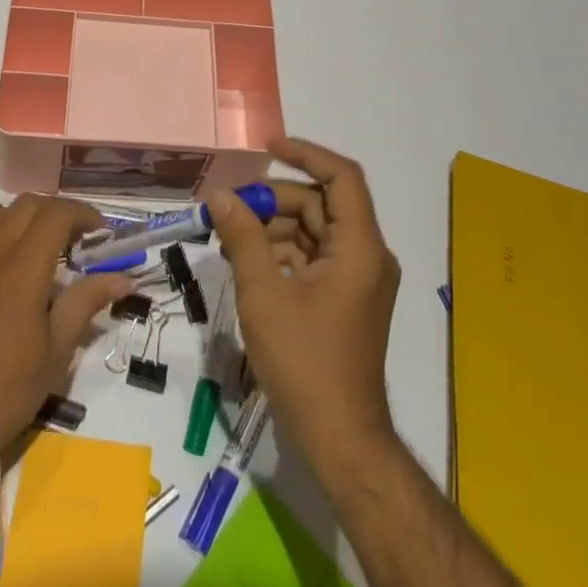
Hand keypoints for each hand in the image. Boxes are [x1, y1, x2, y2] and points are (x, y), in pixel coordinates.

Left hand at [0, 196, 127, 474]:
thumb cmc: (7, 393)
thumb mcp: (57, 351)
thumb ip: (86, 303)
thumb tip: (122, 278)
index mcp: (24, 269)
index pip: (56, 213)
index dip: (82, 214)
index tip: (98, 233)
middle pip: (26, 205)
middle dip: (55, 213)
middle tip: (71, 241)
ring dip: (15, 219)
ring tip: (29, 247)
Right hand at [207, 137, 401, 475]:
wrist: (340, 440)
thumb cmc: (305, 362)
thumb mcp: (264, 294)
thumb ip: (243, 237)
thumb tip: (220, 196)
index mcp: (359, 246)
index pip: (341, 176)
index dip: (306, 154)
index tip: (267, 147)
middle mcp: (367, 254)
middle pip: (321, 204)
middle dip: (275, 199)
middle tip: (231, 205)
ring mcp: (359, 278)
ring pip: (314, 231)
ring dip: (274, 227)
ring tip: (230, 235)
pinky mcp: (347, 299)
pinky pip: (315, 257)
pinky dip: (283, 253)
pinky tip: (247, 261)